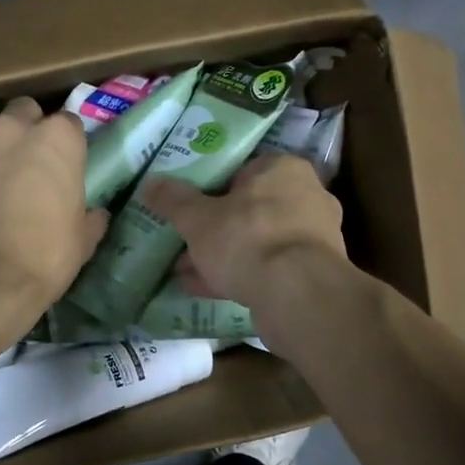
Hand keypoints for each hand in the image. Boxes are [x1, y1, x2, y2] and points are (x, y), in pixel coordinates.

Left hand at [0, 97, 107, 339]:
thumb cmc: (43, 259)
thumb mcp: (82, 241)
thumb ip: (89, 216)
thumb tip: (95, 214)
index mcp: (57, 138)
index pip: (68, 124)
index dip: (66, 146)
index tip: (63, 168)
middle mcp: (12, 128)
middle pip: (23, 113)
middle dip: (26, 131)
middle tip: (26, 167)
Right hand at [144, 154, 346, 309]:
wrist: (298, 296)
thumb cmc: (248, 238)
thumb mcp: (198, 218)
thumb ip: (174, 199)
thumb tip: (150, 182)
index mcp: (283, 169)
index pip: (243, 169)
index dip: (211, 187)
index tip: (187, 206)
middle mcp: (306, 196)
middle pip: (249, 208)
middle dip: (214, 228)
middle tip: (182, 241)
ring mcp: (313, 237)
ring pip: (257, 241)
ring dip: (223, 255)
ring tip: (184, 270)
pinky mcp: (312, 273)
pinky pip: (268, 268)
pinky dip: (239, 275)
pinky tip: (205, 290)